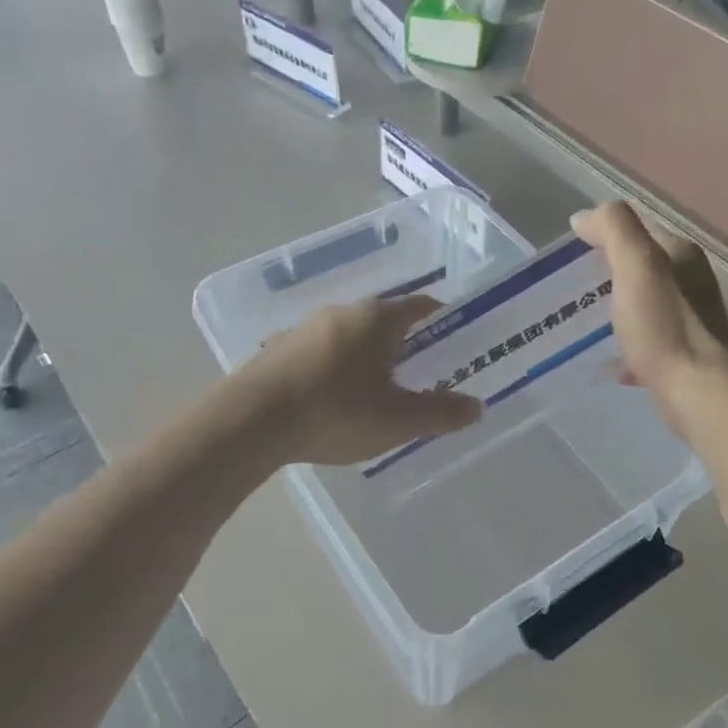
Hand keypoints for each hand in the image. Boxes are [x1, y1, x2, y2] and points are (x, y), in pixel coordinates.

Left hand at [239, 294, 481, 466]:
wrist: (250, 421)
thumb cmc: (336, 411)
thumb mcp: (398, 420)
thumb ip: (440, 412)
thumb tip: (476, 406)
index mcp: (377, 319)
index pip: (419, 306)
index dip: (439, 316)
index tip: (453, 331)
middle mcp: (341, 313)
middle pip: (383, 320)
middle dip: (403, 341)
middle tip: (419, 367)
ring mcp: (305, 329)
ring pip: (349, 335)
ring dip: (366, 354)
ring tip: (376, 385)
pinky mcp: (278, 350)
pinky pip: (320, 352)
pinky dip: (335, 367)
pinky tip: (333, 395)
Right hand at [570, 202, 727, 436]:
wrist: (697, 389)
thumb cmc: (663, 324)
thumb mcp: (636, 264)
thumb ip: (614, 229)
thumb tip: (584, 217)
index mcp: (681, 253)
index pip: (638, 230)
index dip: (606, 235)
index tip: (573, 255)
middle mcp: (691, 280)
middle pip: (643, 267)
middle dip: (611, 273)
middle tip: (575, 288)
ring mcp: (691, 317)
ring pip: (647, 302)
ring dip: (620, 308)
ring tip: (589, 323)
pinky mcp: (686, 351)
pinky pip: (650, 338)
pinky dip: (630, 343)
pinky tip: (613, 360)